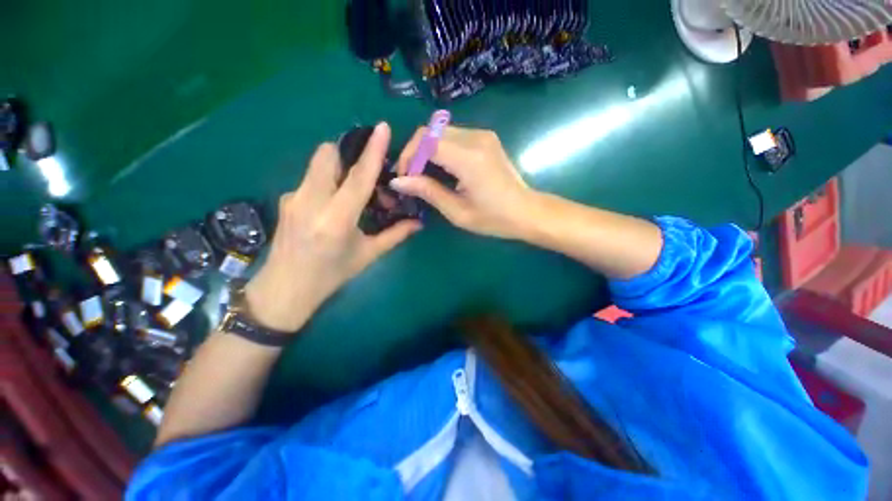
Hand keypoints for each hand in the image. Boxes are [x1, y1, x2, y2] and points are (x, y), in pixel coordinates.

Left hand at [244, 123, 420, 331]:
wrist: (284, 290)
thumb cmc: (331, 276)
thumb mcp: (367, 256)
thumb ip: (395, 235)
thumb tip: (418, 223)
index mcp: (336, 220)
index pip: (358, 178)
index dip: (372, 151)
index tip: (382, 127)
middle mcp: (311, 202)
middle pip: (327, 155)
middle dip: (348, 154)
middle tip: (364, 174)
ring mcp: (293, 197)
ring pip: (317, 164)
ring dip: (338, 169)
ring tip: (350, 193)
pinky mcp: (286, 199)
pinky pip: (311, 178)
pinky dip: (326, 182)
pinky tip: (332, 204)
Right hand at [390, 126, 535, 238]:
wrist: (527, 212)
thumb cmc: (494, 219)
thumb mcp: (458, 212)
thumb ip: (428, 191)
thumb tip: (398, 181)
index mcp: (469, 158)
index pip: (425, 141)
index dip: (408, 156)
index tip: (405, 178)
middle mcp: (476, 138)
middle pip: (430, 131)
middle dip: (415, 153)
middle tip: (413, 179)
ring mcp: (483, 135)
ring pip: (441, 132)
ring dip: (428, 151)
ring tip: (427, 176)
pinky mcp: (486, 138)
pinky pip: (454, 136)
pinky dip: (442, 150)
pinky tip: (444, 170)